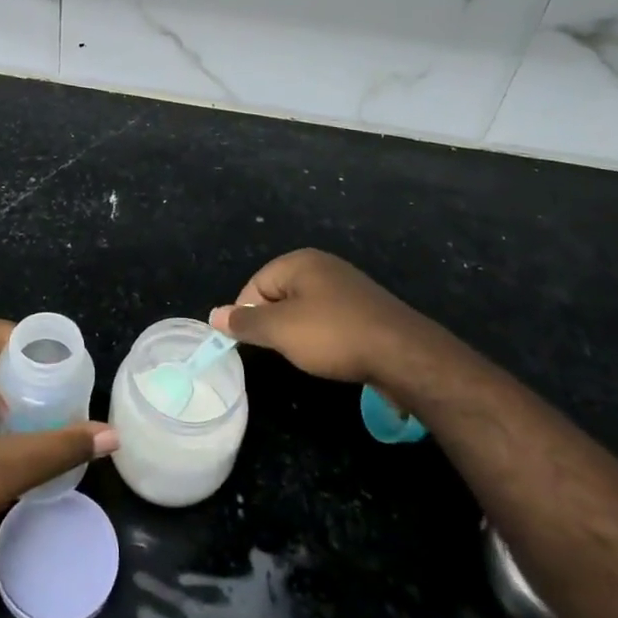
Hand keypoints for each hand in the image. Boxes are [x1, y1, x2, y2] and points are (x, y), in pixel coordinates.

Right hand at [210, 248, 437, 384]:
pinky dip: (324, 336)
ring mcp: (348, 286)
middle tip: (280, 350)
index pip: (256, 283)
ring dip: (299, 332)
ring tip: (306, 355)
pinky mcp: (366, 309)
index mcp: (300, 261)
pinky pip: (330, 318)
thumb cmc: (333, 335)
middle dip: (274, 323)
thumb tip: (214, 315)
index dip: (247, 314)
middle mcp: (323, 266)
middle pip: (280, 294)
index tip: (251, 343)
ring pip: (306, 308)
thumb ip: (245, 322)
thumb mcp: (280, 330)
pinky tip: (331, 355)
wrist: (404, 354)